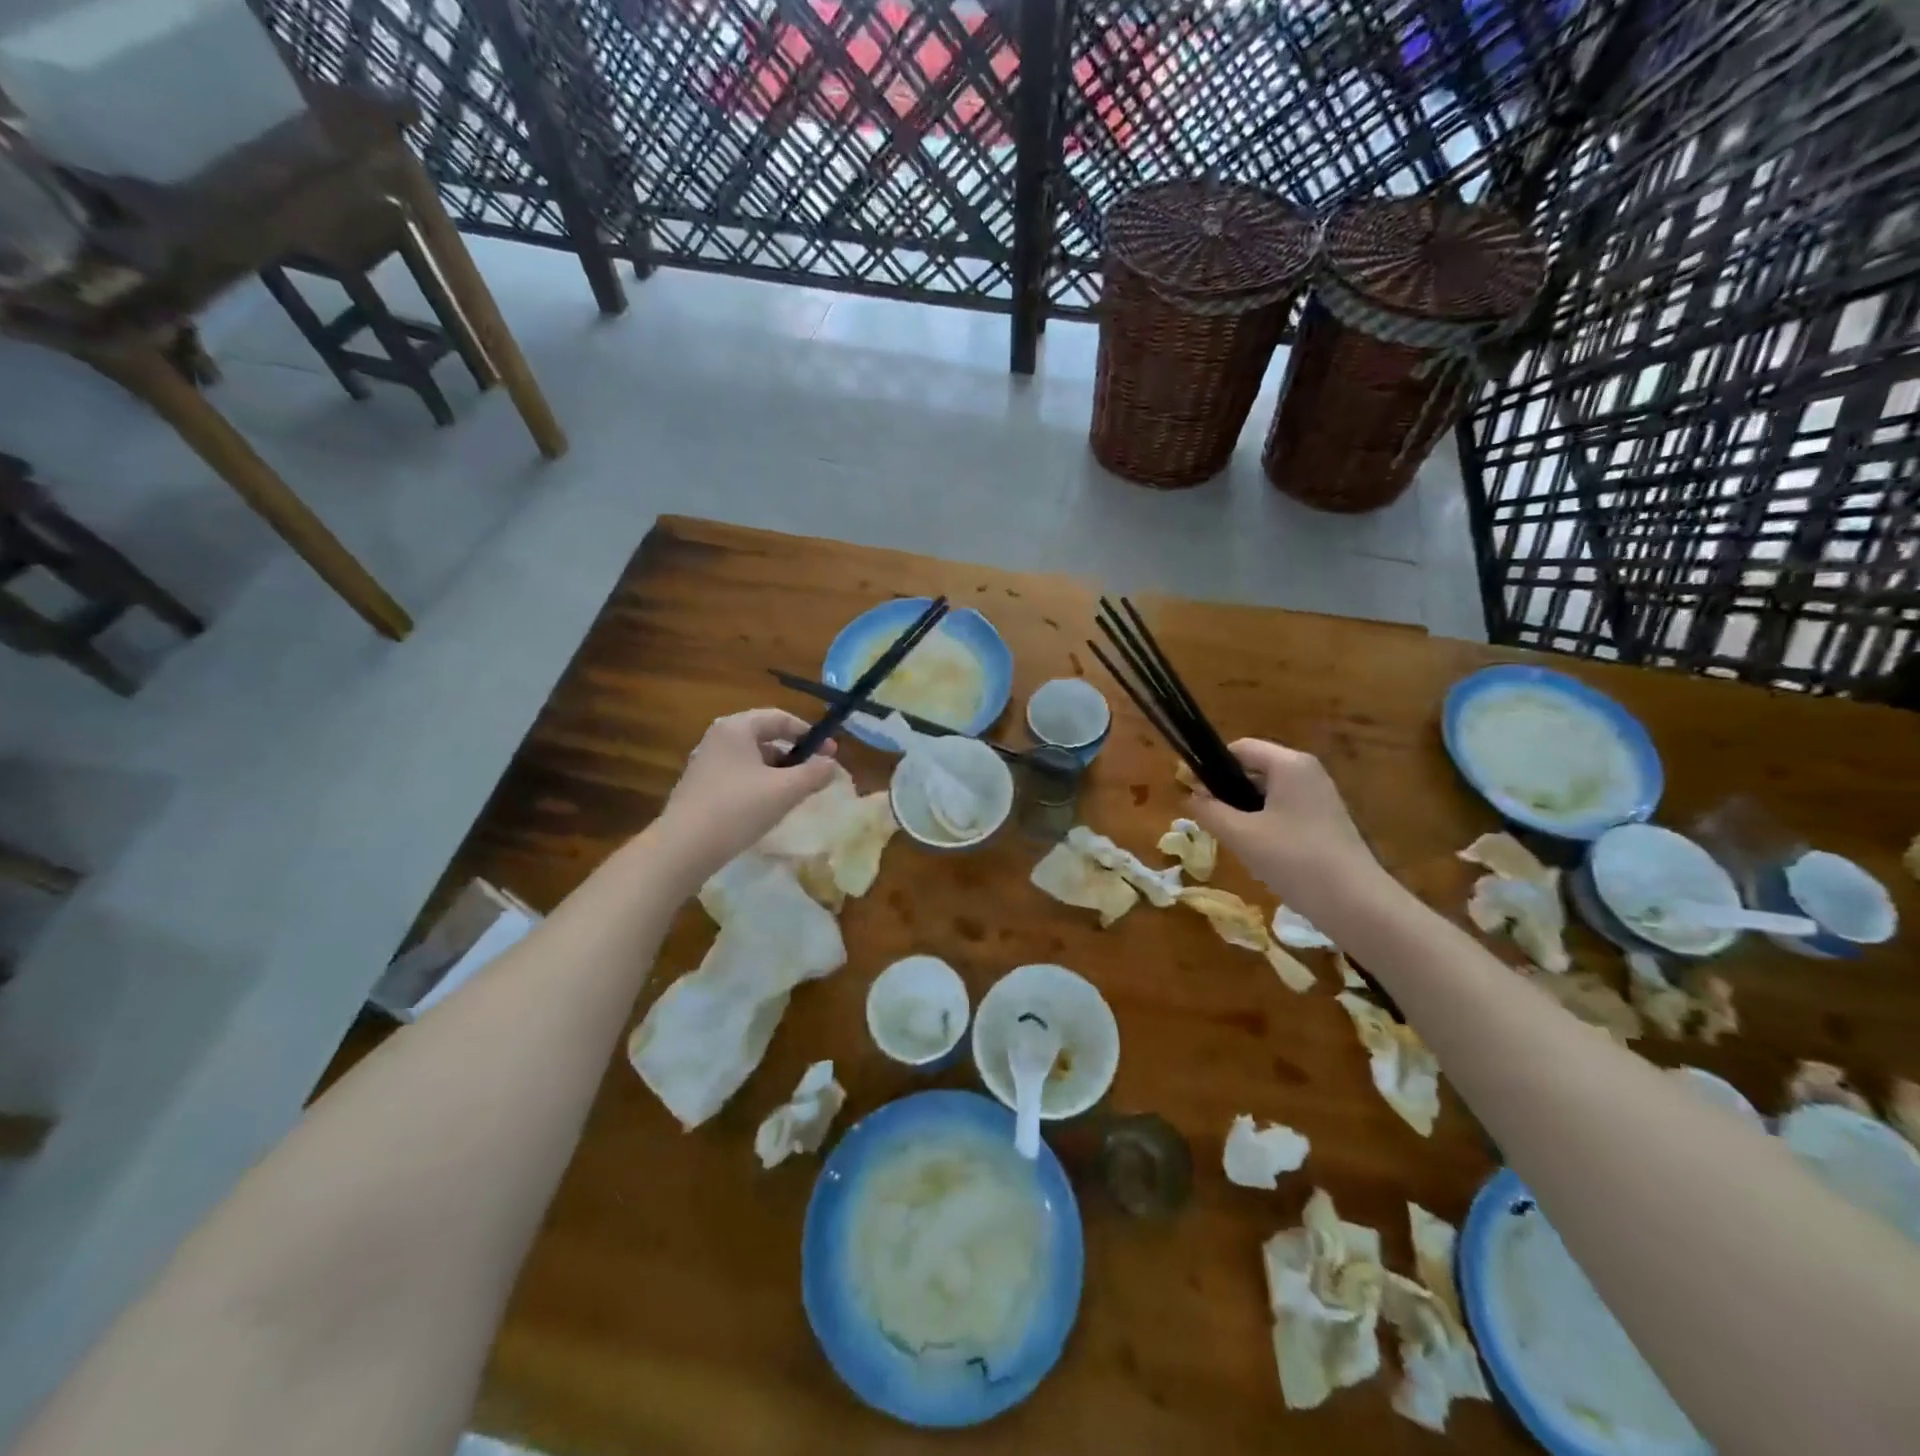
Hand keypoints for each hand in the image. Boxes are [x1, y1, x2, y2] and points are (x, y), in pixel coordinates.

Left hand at [652, 709, 838, 882]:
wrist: (683, 848)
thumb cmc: (738, 809)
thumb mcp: (785, 790)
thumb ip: (814, 773)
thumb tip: (831, 764)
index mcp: (736, 728)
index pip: (780, 718)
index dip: (810, 734)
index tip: (831, 753)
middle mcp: (717, 738)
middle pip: (765, 738)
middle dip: (795, 755)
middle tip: (816, 775)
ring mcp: (705, 763)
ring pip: (752, 760)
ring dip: (778, 772)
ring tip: (796, 794)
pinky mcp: (700, 788)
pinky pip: (738, 777)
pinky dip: (759, 785)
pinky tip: (768, 808)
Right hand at [1187, 738, 1384, 912]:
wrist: (1356, 904)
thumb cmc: (1295, 860)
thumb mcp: (1241, 835)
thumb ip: (1209, 811)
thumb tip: (1189, 796)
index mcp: (1289, 764)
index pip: (1239, 748)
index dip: (1210, 766)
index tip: (1189, 791)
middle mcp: (1307, 772)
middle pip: (1254, 768)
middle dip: (1226, 790)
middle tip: (1206, 819)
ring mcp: (1320, 797)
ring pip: (1268, 792)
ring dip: (1244, 810)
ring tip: (1229, 837)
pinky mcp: (1325, 820)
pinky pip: (1284, 810)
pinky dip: (1264, 822)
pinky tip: (1256, 851)